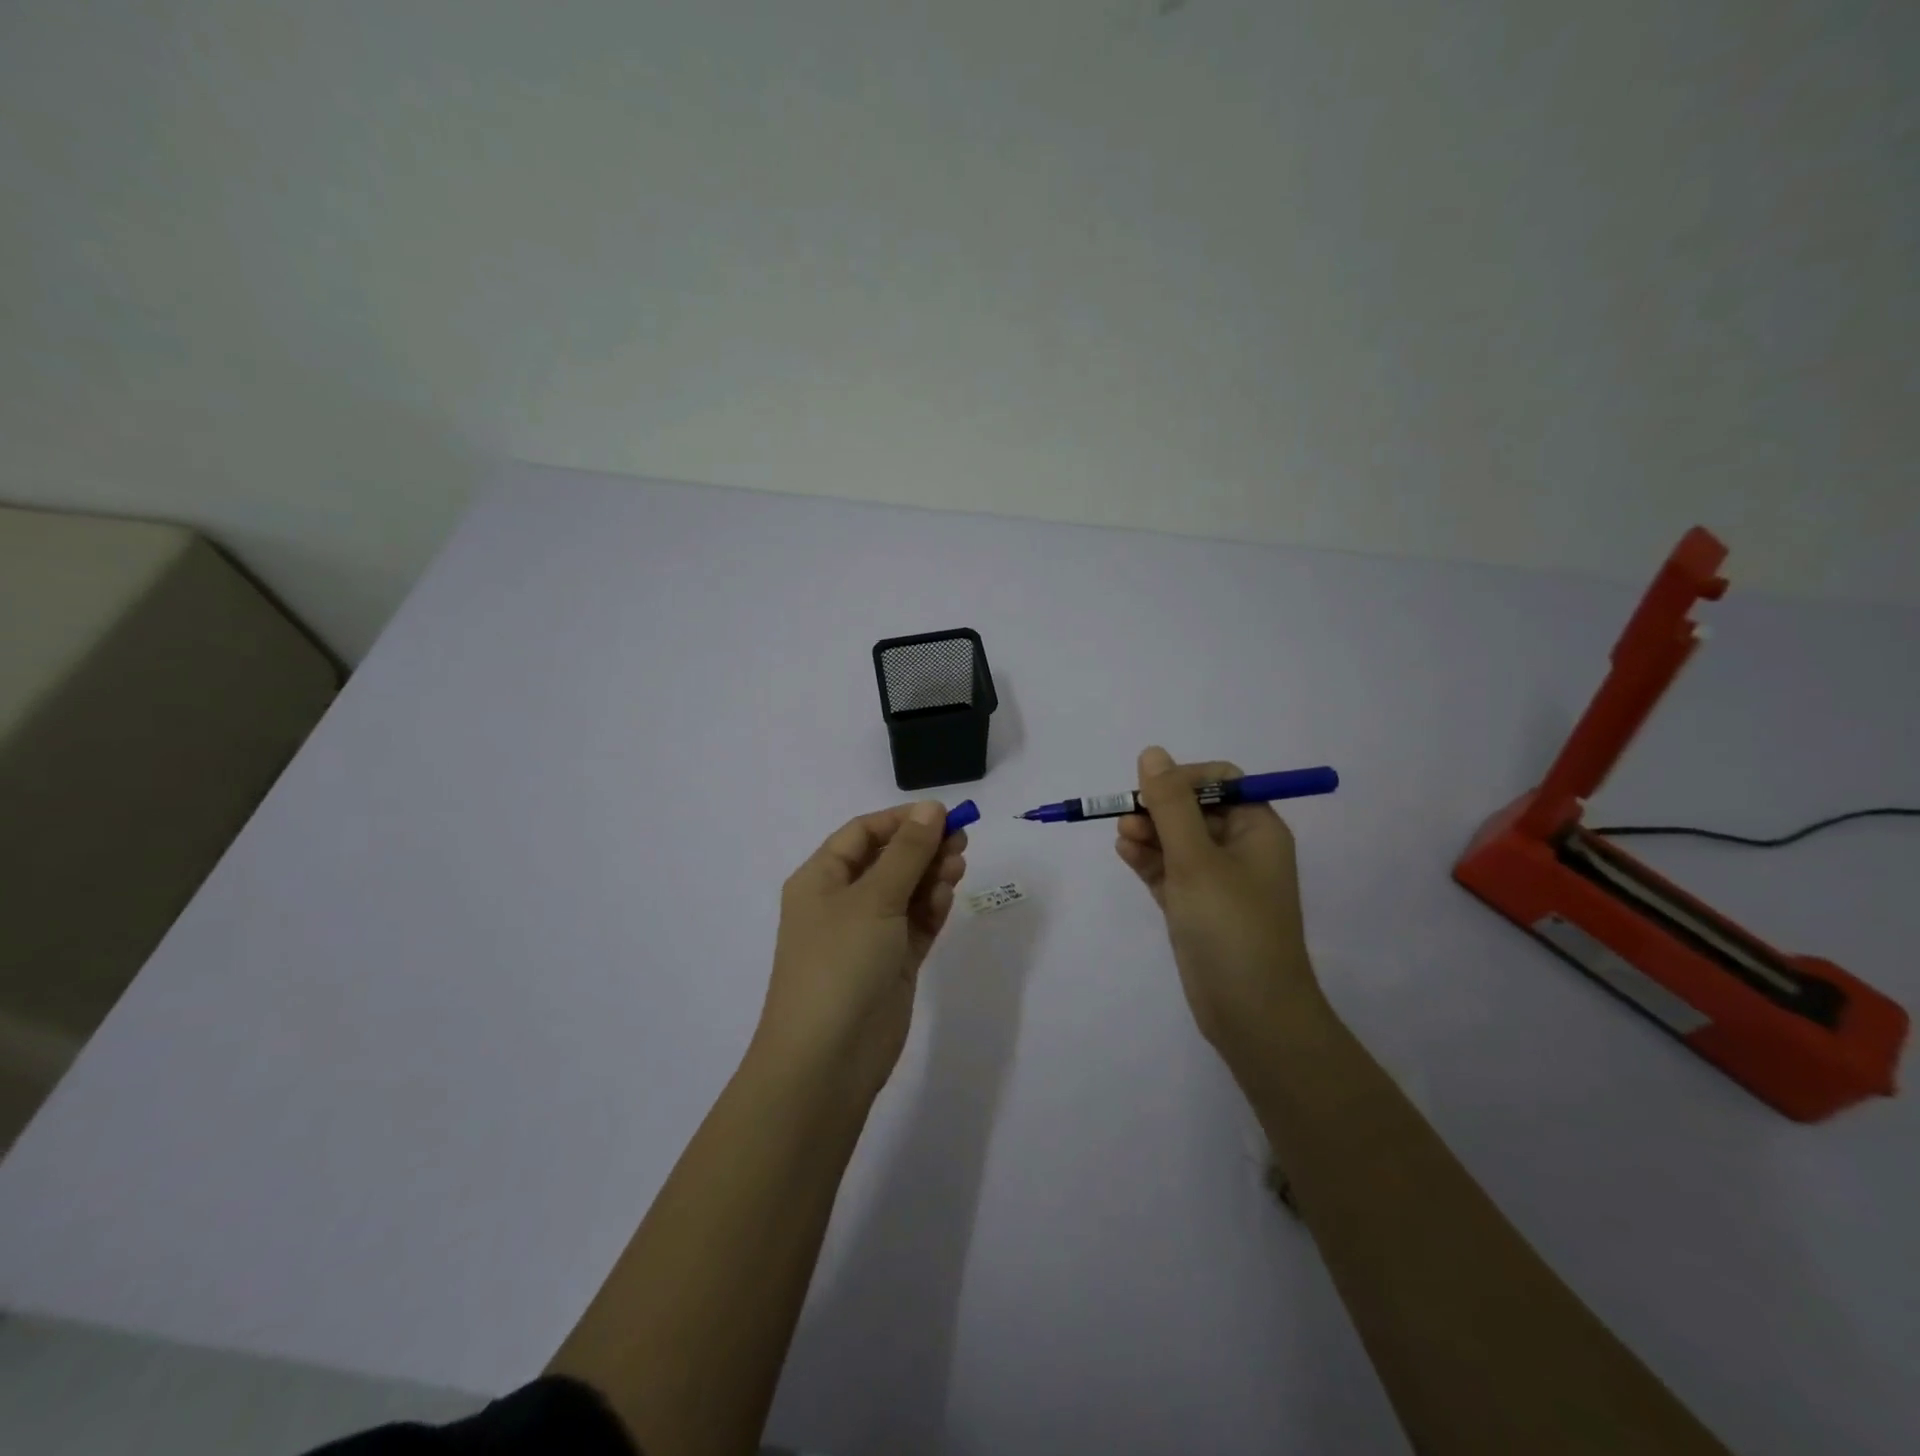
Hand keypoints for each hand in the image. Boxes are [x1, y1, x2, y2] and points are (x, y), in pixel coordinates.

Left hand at [754, 801, 968, 1099]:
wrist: (827, 1060)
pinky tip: (947, 897)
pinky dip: (932, 908)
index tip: (943, 815)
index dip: (901, 820)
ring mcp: (867, 935)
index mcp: (821, 879)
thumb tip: (931, 808)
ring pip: (906, 892)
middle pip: (888, 860)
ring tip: (958, 868)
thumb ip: (908, 852)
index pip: (863, 833)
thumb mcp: (874, 898)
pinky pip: (915, 924)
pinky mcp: (891, 964)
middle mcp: (841, 902)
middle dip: (923, 848)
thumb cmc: (840, 963)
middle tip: (961, 842)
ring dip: (931, 876)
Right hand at [1115, 747, 1320, 1065]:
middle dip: (1158, 809)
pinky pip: (1169, 870)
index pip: (1220, 782)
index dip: (1183, 779)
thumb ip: (1171, 805)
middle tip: (1126, 818)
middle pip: (1193, 809)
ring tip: (1122, 838)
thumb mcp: (1197, 859)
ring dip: (1148, 833)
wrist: (1252, 1014)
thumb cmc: (1231, 926)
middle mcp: (1240, 849)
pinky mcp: (1196, 907)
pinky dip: (1148, 859)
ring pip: (1176, 840)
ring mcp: (1217, 880)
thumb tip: (1152, 753)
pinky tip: (1126, 853)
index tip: (1151, 792)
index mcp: (1257, 829)